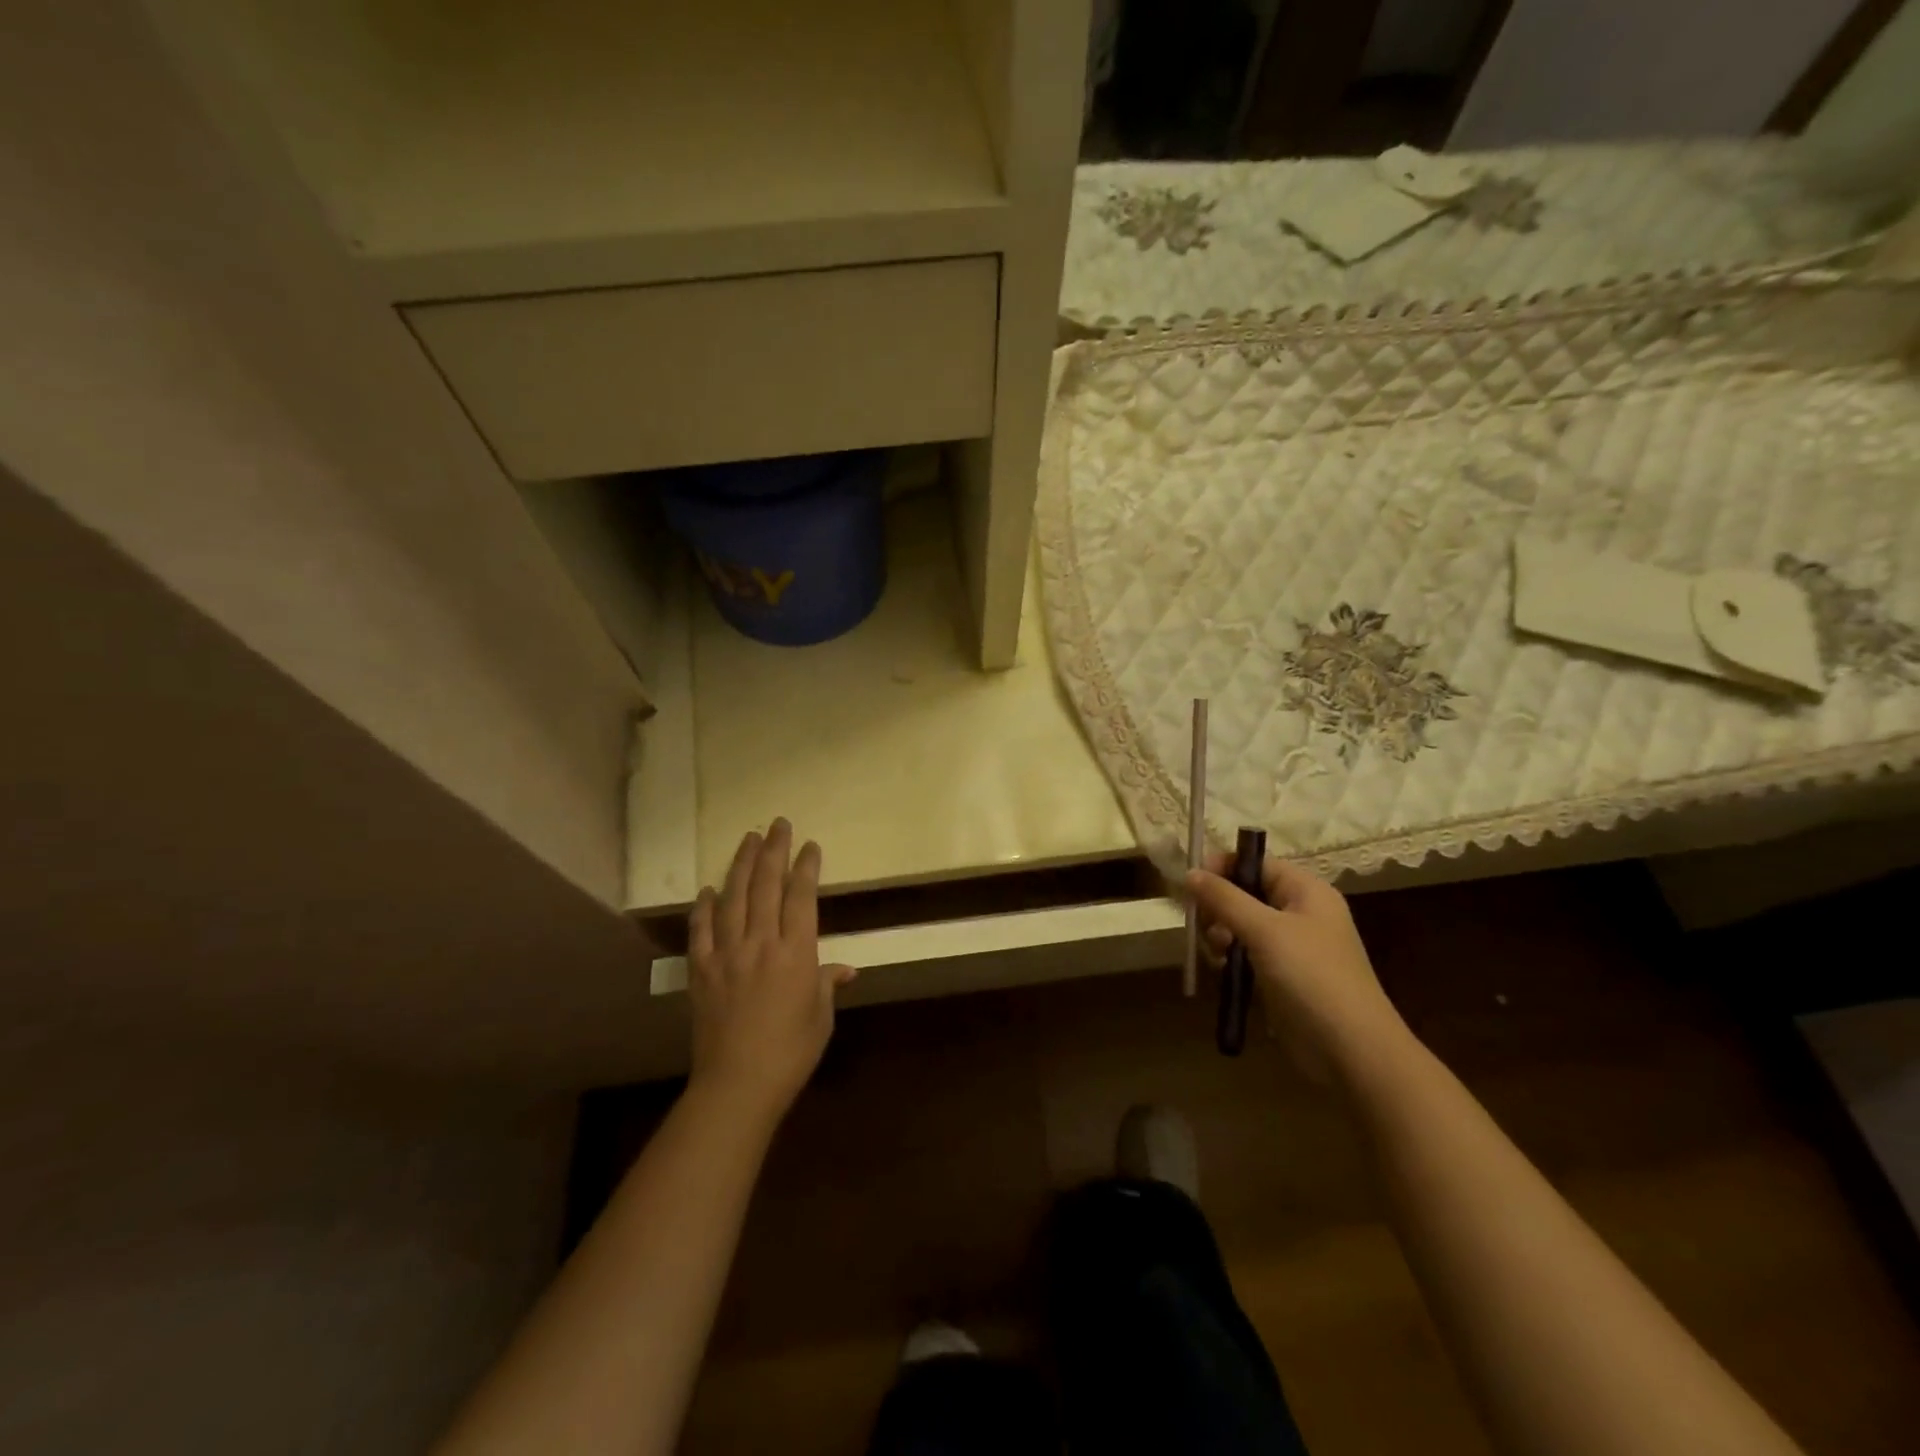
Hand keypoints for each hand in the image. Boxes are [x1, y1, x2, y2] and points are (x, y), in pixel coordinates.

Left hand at [687, 821, 854, 1122]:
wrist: (738, 1084)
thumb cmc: (791, 1052)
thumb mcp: (821, 1016)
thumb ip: (828, 984)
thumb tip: (845, 969)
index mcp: (796, 952)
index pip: (801, 897)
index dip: (806, 867)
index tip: (809, 845)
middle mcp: (761, 943)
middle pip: (766, 886)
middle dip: (773, 852)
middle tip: (777, 824)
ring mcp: (727, 954)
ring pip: (733, 899)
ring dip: (741, 866)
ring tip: (748, 839)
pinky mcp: (701, 971)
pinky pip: (701, 931)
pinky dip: (704, 907)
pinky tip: (708, 890)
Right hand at [1186, 856, 1407, 1081]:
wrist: (1351, 1050)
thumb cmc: (1311, 977)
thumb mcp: (1264, 930)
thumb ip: (1224, 898)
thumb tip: (1190, 871)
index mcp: (1305, 891)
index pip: (1256, 863)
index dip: (1222, 867)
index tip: (1191, 884)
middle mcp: (1299, 913)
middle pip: (1244, 893)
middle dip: (1218, 906)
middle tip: (1203, 926)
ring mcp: (1291, 947)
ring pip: (1240, 925)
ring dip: (1220, 934)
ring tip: (1216, 953)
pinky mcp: (1281, 976)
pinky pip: (1245, 953)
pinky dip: (1229, 957)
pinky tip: (1221, 970)